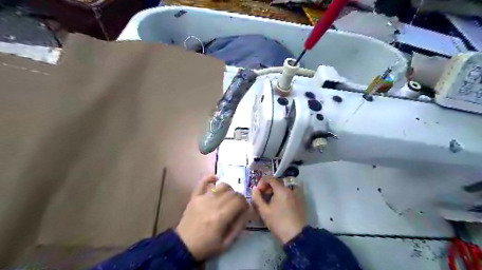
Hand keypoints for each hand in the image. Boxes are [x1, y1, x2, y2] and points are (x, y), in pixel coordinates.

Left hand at [176, 175, 248, 261]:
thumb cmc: (206, 246)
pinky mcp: (195, 197)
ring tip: (228, 197)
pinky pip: (202, 182)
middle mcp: (213, 203)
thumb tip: (247, 211)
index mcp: (221, 216)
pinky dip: (210, 177)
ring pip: (221, 186)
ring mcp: (203, 198)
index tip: (244, 209)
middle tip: (237, 205)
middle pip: (232, 192)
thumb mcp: (226, 242)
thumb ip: (239, 225)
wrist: (183, 246)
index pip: (239, 200)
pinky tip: (216, 177)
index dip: (245, 203)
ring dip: (229, 189)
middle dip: (239, 197)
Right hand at [253, 177, 303, 244]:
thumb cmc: (278, 222)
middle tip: (261, 198)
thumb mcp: (264, 211)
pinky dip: (280, 196)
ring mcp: (295, 195)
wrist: (296, 236)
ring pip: (282, 189)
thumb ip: (257, 198)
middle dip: (267, 188)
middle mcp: (289, 189)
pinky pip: (287, 194)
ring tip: (268, 203)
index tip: (257, 191)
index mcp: (281, 190)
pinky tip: (276, 207)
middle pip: (276, 183)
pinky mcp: (298, 202)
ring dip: (273, 193)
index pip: (270, 178)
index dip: (261, 182)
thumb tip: (254, 189)